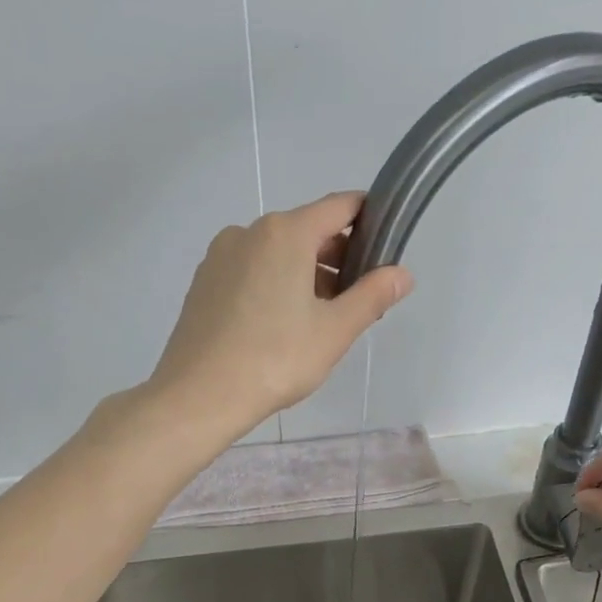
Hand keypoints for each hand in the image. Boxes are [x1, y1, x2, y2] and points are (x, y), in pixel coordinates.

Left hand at [145, 192, 413, 440]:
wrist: (198, 395)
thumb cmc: (275, 359)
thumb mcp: (335, 330)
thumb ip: (372, 295)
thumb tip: (402, 274)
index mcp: (285, 233)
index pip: (340, 206)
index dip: (369, 220)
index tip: (386, 248)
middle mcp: (249, 232)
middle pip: (307, 229)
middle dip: (338, 256)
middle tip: (358, 299)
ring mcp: (220, 256)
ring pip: (277, 252)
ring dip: (306, 273)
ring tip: (322, 319)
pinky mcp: (204, 282)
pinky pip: (251, 270)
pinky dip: (274, 284)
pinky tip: (281, 325)